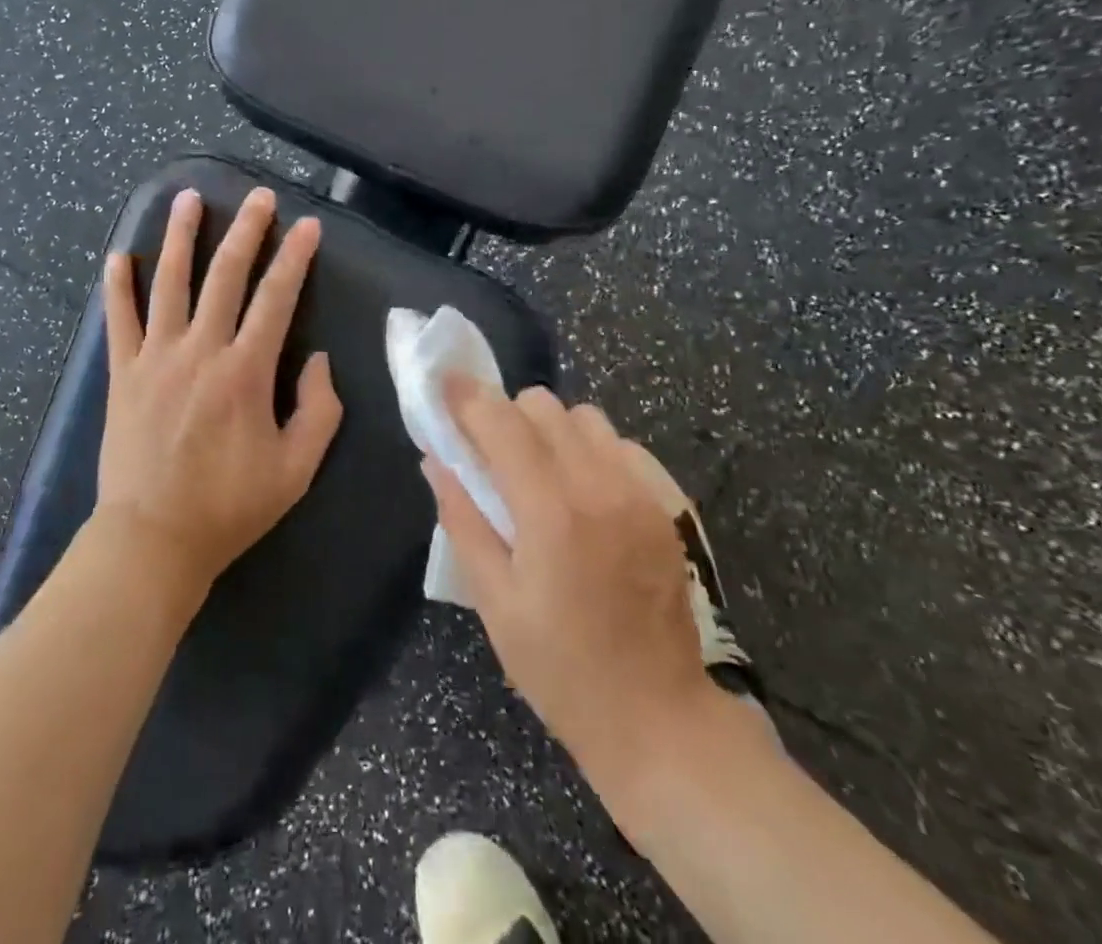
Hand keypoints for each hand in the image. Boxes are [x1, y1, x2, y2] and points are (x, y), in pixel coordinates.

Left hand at [96, 186, 343, 597]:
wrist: (152, 539)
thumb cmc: (230, 507)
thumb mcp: (297, 469)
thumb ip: (319, 410)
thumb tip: (318, 360)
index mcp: (245, 372)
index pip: (276, 299)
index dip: (295, 259)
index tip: (308, 226)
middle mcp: (200, 351)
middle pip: (225, 275)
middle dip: (246, 231)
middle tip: (259, 197)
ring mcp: (155, 358)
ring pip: (169, 283)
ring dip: (180, 237)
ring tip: (188, 198)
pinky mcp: (123, 373)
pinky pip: (118, 319)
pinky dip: (117, 286)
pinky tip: (118, 255)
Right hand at [422, 382, 722, 780]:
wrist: (660, 717)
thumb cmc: (561, 668)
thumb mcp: (495, 602)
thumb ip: (462, 520)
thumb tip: (435, 461)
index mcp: (550, 512)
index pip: (501, 423)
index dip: (466, 397)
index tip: (443, 384)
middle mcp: (599, 485)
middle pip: (543, 406)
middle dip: (505, 415)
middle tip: (489, 452)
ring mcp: (640, 491)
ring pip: (584, 416)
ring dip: (550, 429)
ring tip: (538, 470)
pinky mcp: (666, 504)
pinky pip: (620, 444)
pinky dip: (591, 449)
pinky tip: (583, 490)